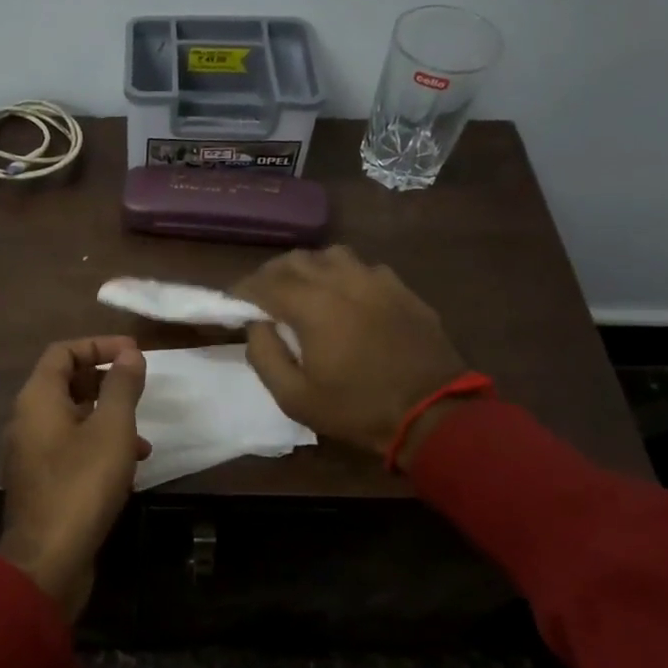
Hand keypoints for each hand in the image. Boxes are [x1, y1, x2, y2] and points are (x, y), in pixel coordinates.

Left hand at [0, 337, 149, 618]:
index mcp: (37, 399)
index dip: (99, 345)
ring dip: (107, 418)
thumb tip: (130, 354)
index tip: (133, 353)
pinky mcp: (41, 481)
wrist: (48, 559)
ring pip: (71, 418)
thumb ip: (122, 387)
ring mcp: (31, 453)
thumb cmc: (82, 484)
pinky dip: (98, 446)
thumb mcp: (112, 429)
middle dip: (105, 381)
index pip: (63, 352)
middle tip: (138, 386)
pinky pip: (70, 447)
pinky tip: (128, 467)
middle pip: (65, 383)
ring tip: (142, 436)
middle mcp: (27, 420)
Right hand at [234, 247, 471, 468]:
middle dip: (271, 274)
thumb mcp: (295, 398)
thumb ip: (264, 356)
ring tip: (303, 290)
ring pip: (331, 255)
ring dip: (309, 268)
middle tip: (262, 297)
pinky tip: (346, 298)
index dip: (243, 290)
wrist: (434, 413)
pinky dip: (344, 276)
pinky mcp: (402, 289)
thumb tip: (256, 326)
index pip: (265, 282)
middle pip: (295, 260)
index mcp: (313, 305)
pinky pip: (363, 268)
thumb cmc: (358, 409)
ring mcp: (376, 280)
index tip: (233, 302)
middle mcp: (342, 281)